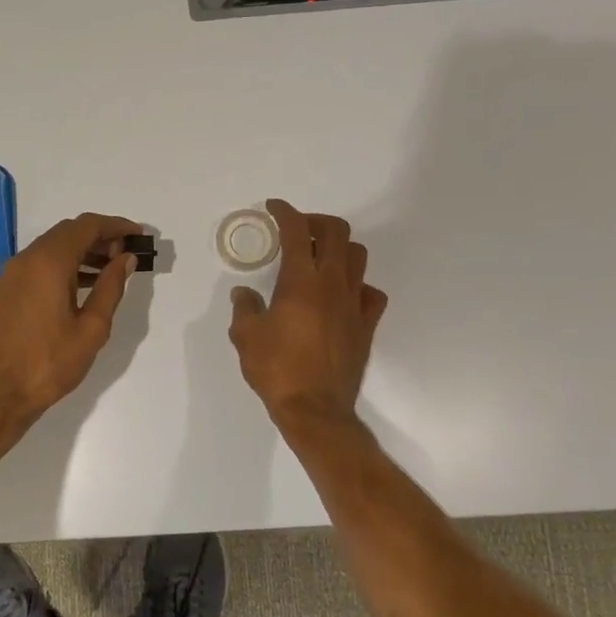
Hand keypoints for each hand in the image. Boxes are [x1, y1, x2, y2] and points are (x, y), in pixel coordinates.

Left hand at [0, 212, 143, 427]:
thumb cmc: (50, 363)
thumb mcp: (92, 328)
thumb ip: (111, 287)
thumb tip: (125, 258)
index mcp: (48, 263)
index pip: (86, 226)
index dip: (115, 225)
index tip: (138, 235)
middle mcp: (26, 259)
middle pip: (67, 232)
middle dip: (99, 237)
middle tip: (126, 255)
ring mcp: (11, 274)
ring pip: (52, 248)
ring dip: (81, 251)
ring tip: (110, 270)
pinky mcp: (5, 291)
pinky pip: (38, 264)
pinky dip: (63, 265)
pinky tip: (83, 286)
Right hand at [229, 199, 387, 430]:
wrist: (315, 409)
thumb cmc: (276, 369)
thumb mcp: (246, 336)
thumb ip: (245, 308)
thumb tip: (245, 294)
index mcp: (301, 281)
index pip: (297, 232)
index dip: (285, 212)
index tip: (274, 207)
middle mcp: (333, 284)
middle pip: (336, 232)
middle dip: (316, 222)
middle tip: (297, 231)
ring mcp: (354, 303)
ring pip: (358, 256)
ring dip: (338, 248)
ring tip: (320, 258)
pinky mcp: (366, 325)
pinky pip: (371, 292)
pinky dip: (357, 285)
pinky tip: (342, 295)